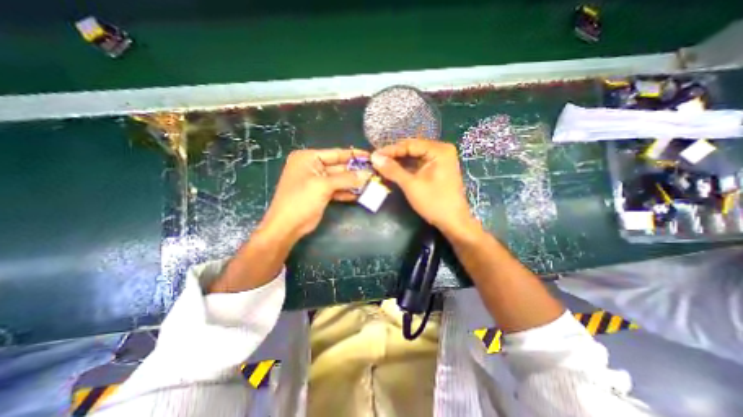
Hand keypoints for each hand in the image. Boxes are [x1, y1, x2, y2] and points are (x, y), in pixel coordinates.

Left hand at [259, 149, 369, 242]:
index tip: (371, 156)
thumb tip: (367, 174)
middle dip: (355, 171)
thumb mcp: (323, 186)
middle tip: (374, 172)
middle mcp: (312, 167)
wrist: (287, 226)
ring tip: (370, 183)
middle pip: (339, 167)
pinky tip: (360, 194)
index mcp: (308, 158)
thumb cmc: (301, 200)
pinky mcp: (321, 194)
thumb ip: (346, 179)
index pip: (335, 153)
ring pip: (339, 179)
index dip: (353, 155)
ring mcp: (317, 181)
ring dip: (353, 182)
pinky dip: (347, 192)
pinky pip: (337, 189)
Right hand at [372, 138, 475, 233]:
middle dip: (394, 156)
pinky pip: (418, 165)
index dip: (390, 150)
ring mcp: (440, 161)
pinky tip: (394, 171)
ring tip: (381, 166)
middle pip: (412, 149)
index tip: (373, 155)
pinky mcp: (437, 170)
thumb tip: (374, 157)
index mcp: (439, 150)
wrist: (453, 222)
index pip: (410, 144)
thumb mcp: (411, 185)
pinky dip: (406, 168)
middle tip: (376, 161)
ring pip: (414, 157)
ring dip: (398, 162)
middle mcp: (441, 151)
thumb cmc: (434, 202)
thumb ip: (392, 169)